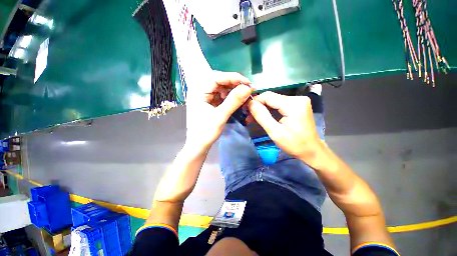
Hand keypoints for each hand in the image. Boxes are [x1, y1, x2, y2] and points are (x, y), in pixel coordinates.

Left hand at [185, 71, 252, 150]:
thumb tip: (248, 88)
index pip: (216, 77)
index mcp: (198, 91)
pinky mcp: (209, 103)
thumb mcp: (220, 116)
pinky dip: (230, 97)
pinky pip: (221, 96)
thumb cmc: (205, 132)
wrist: (198, 145)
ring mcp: (205, 97)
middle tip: (248, 89)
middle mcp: (200, 91)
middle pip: (219, 81)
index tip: (247, 82)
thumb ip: (233, 101)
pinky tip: (238, 99)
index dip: (233, 77)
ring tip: (245, 94)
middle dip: (234, 84)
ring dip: (234, 90)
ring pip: (221, 88)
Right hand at [247, 91, 322, 162]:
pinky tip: (263, 116)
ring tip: (253, 118)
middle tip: (248, 117)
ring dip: (263, 109)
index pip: (268, 96)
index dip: (255, 101)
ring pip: (274, 101)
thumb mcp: (275, 132)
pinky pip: (279, 104)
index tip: (245, 109)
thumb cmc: (294, 144)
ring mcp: (299, 101)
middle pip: (271, 98)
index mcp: (293, 104)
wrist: (312, 151)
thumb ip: (262, 116)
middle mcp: (298, 98)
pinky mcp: (297, 105)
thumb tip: (250, 103)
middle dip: (258, 106)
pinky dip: (270, 110)